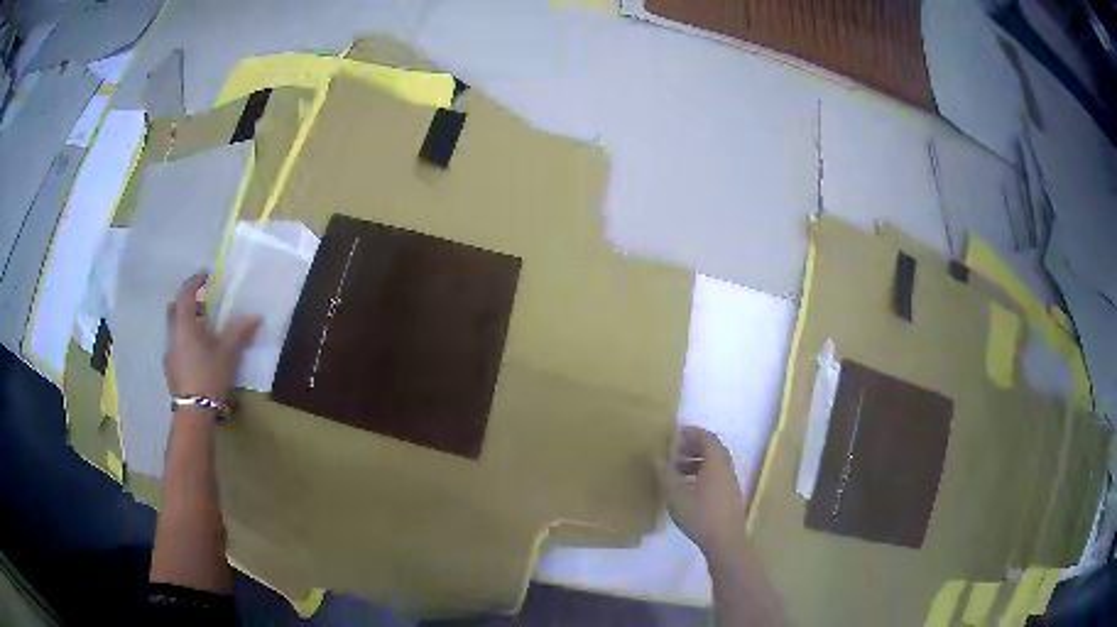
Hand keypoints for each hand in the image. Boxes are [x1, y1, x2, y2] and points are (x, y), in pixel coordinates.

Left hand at [164, 273, 259, 403]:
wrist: (194, 414)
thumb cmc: (209, 377)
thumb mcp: (227, 354)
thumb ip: (238, 332)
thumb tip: (255, 316)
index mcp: (184, 326)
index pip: (185, 294)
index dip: (195, 281)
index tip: (207, 276)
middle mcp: (173, 335)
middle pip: (175, 309)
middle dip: (188, 303)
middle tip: (204, 305)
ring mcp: (169, 354)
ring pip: (175, 328)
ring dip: (188, 324)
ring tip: (206, 333)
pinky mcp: (171, 370)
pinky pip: (177, 345)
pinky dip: (187, 341)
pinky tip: (200, 355)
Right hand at [663, 426, 745, 556]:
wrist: (725, 540)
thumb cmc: (700, 514)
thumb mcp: (676, 495)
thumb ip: (667, 475)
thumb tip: (659, 459)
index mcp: (716, 462)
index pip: (706, 437)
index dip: (690, 434)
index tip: (673, 436)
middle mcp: (726, 467)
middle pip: (711, 449)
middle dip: (692, 447)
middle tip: (672, 452)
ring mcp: (729, 482)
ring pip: (713, 463)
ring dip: (695, 461)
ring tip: (675, 471)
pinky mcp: (729, 495)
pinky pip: (715, 475)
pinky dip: (701, 473)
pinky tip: (686, 488)